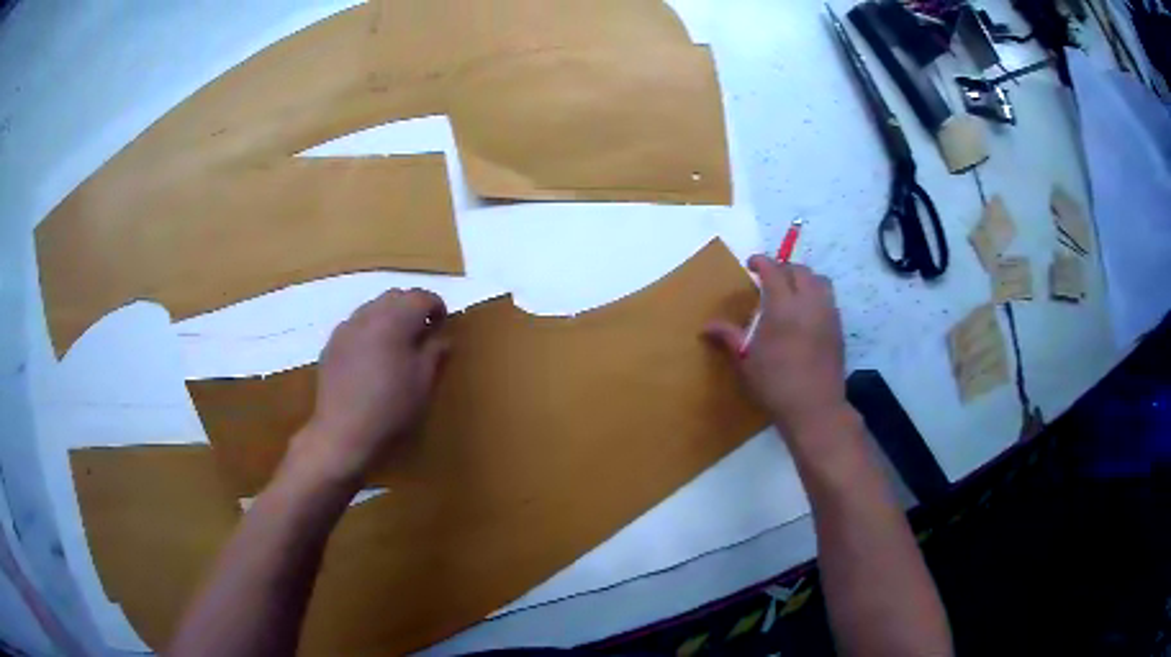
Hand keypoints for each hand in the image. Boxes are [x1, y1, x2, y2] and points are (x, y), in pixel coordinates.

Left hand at [282, 289, 448, 489]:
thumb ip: (434, 353)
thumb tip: (442, 337)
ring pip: (373, 308)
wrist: (343, 433)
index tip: (443, 324)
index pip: (421, 297)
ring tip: (397, 344)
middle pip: (395, 296)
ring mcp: (346, 329)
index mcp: (394, 320)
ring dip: (389, 317)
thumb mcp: (423, 384)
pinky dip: (370, 330)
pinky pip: (356, 325)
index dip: (436, 306)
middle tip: (423, 332)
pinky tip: (372, 358)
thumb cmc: (390, 409)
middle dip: (412, 307)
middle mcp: (368, 315)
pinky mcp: (331, 344)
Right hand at [705, 256, 849, 439]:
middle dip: (784, 268)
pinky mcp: (838, 329)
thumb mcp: (745, 361)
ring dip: (804, 279)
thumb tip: (705, 326)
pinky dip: (816, 296)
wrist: (815, 408)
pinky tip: (805, 315)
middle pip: (800, 270)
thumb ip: (728, 337)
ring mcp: (828, 315)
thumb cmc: (775, 385)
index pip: (774, 270)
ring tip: (791, 292)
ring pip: (820, 281)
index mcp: (783, 306)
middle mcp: (809, 303)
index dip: (761, 262)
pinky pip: (828, 299)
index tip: (751, 264)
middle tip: (770, 278)